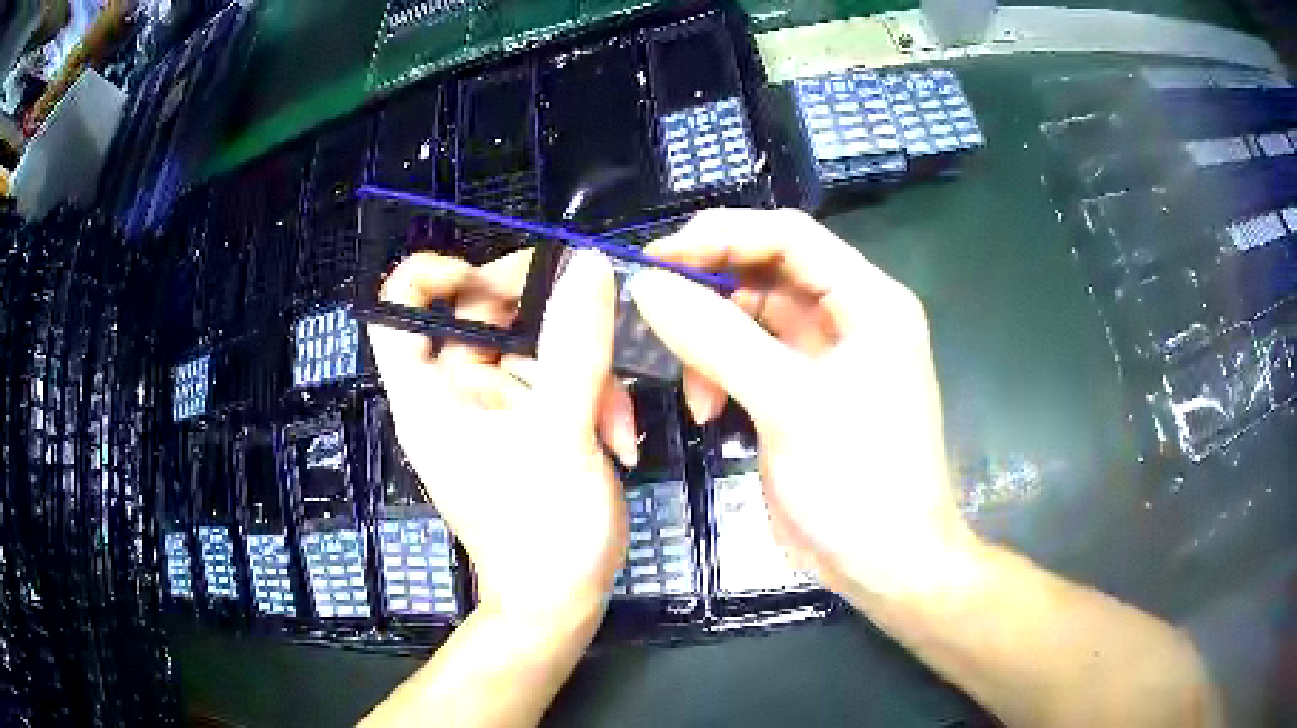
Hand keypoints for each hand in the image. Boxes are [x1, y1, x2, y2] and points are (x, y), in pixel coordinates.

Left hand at [368, 249, 634, 617]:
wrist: (564, 602)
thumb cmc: (541, 530)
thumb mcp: (560, 432)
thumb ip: (575, 344)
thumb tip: (587, 262)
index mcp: (427, 391)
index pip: (397, 307)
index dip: (432, 275)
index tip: (492, 277)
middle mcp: (454, 390)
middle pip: (478, 310)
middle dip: (542, 312)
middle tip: (592, 310)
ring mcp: (495, 405)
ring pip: (534, 344)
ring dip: (585, 366)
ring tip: (618, 416)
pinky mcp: (531, 421)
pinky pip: (558, 378)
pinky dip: (594, 395)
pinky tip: (620, 437)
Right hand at [630, 209, 980, 601]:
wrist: (886, 564)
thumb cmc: (859, 480)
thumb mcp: (789, 404)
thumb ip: (717, 338)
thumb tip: (647, 285)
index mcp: (867, 300)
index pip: (789, 236)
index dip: (721, 234)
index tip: (657, 258)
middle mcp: (849, 317)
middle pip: (766, 273)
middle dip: (709, 292)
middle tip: (654, 311)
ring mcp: (824, 358)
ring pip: (750, 319)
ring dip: (711, 344)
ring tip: (693, 392)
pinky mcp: (801, 394)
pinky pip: (749, 361)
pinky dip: (720, 376)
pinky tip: (707, 412)